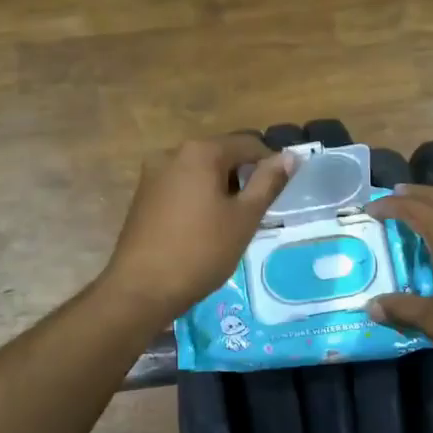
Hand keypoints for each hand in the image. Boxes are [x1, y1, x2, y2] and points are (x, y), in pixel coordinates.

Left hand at [101, 133, 295, 326]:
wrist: (142, 288)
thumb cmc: (201, 251)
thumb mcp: (244, 218)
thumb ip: (268, 183)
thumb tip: (290, 157)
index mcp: (200, 151)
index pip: (248, 144)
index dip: (270, 164)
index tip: (280, 192)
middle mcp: (172, 153)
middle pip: (221, 154)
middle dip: (243, 177)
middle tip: (257, 212)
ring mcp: (153, 174)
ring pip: (200, 171)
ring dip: (221, 189)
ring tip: (232, 222)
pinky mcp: (143, 196)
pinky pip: (181, 186)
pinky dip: (199, 198)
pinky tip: (204, 227)